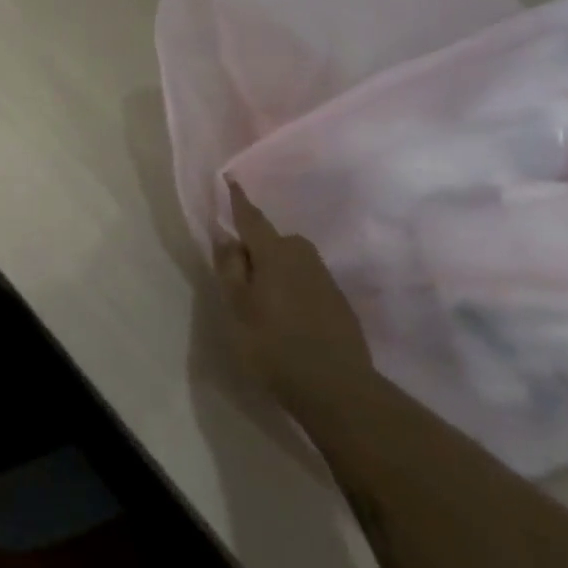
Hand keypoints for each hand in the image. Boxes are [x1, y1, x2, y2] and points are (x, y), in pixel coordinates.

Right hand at [214, 181, 372, 413]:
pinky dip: (294, 288)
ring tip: (262, 298)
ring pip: (293, 261)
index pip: (252, 218)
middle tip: (240, 273)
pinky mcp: (339, 303)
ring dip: (277, 269)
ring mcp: (325, 279)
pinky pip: (308, 282)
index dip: (239, 200)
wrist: (337, 388)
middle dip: (258, 247)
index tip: (231, 179)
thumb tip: (228, 237)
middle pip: (275, 240)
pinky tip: (288, 315)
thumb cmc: (274, 344)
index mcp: (274, 253)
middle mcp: (303, 257)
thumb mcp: (237, 306)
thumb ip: (230, 268)